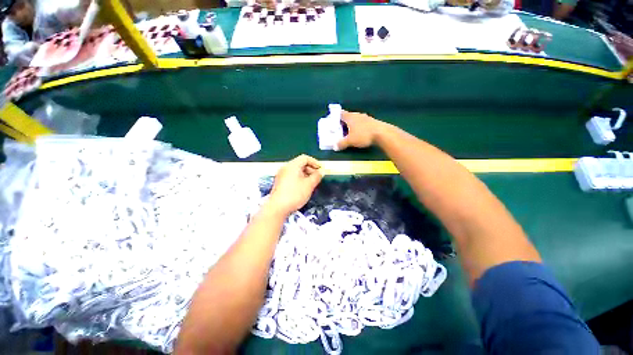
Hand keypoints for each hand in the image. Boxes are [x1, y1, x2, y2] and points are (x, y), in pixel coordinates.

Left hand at [267, 155, 322, 215]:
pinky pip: (291, 176)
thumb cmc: (294, 194)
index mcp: (293, 165)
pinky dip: (299, 178)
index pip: (305, 158)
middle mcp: (286, 168)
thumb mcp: (309, 185)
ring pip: (296, 171)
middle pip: (300, 163)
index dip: (315, 162)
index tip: (321, 169)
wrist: (277, 208)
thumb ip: (317, 176)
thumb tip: (321, 171)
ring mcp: (281, 175)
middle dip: (310, 169)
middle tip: (317, 177)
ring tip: (311, 183)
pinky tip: (303, 187)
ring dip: (305, 174)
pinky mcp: (280, 182)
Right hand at [335, 111, 384, 150]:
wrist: (382, 133)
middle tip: (340, 128)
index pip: (340, 113)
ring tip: (349, 131)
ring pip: (356, 119)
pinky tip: (359, 133)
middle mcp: (357, 115)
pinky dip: (359, 127)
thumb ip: (341, 143)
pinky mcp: (372, 122)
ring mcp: (366, 117)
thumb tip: (335, 146)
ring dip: (352, 124)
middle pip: (348, 116)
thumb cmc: (363, 135)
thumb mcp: (350, 141)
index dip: (336, 116)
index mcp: (350, 117)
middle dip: (343, 122)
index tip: (333, 120)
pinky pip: (362, 123)